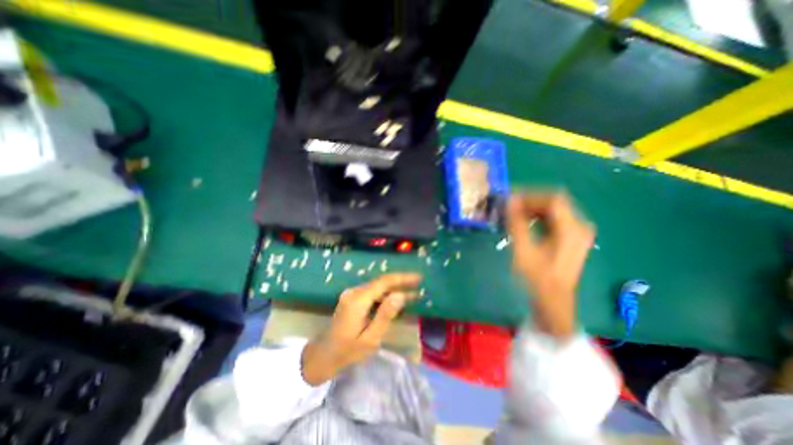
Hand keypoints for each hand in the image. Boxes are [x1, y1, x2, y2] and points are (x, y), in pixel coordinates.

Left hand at [301, 274, 420, 384]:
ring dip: (395, 289)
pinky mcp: (352, 298)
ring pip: (378, 287)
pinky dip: (386, 295)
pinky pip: (373, 292)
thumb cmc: (347, 352)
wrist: (322, 356)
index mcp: (358, 300)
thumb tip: (400, 295)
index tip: (418, 277)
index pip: (384, 282)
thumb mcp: (370, 338)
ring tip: (413, 293)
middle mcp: (354, 292)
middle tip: (419, 284)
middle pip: (381, 282)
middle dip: (401, 282)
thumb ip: (385, 315)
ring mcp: (352, 294)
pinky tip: (397, 300)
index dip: (402, 278)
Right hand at [507, 190, 594, 336]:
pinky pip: (555, 219)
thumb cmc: (538, 277)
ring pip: (554, 210)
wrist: (553, 301)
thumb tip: (510, 200)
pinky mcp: (572, 238)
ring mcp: (577, 233)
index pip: (553, 199)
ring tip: (514, 214)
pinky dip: (538, 217)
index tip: (510, 199)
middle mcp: (580, 226)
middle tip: (509, 206)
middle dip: (530, 201)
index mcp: (572, 229)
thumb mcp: (524, 249)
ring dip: (533, 209)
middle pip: (554, 202)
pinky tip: (524, 223)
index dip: (530, 196)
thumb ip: (517, 223)